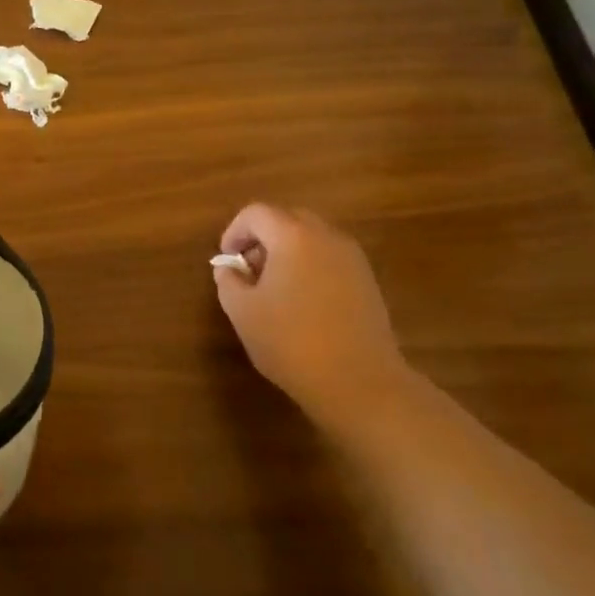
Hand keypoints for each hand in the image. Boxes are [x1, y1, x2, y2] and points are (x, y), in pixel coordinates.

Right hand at [214, 203, 406, 423]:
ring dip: (287, 252)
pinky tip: (302, 302)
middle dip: (262, 238)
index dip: (234, 231)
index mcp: (292, 236)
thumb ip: (228, 280)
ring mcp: (352, 258)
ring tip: (274, 288)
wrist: (359, 382)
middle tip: (248, 269)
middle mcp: (326, 236)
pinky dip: (310, 266)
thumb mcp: (242, 311)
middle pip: (287, 219)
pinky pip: (330, 258)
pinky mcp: (367, 281)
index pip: (256, 213)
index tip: (227, 259)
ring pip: (311, 238)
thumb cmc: (291, 341)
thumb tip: (230, 268)